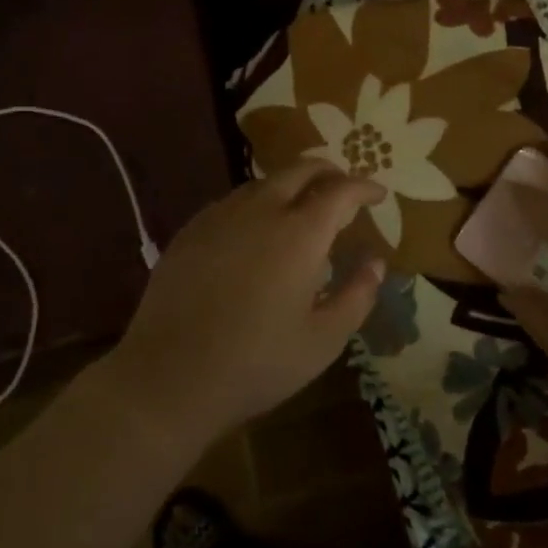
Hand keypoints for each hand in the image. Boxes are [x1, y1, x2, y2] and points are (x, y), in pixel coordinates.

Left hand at [110, 159, 385, 439]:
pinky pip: (234, 201)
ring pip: (264, 182)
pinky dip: (258, 203)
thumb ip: (358, 295)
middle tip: (344, 192)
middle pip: (301, 170)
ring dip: (292, 186)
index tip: (379, 195)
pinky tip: (257, 232)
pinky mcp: (191, 231)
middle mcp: (261, 211)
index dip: (364, 188)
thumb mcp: (324, 339)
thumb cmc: (257, 363)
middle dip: (330, 173)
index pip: (341, 191)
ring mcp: (220, 217)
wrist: (168, 378)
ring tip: (303, 210)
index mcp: (300, 234)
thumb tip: (376, 262)